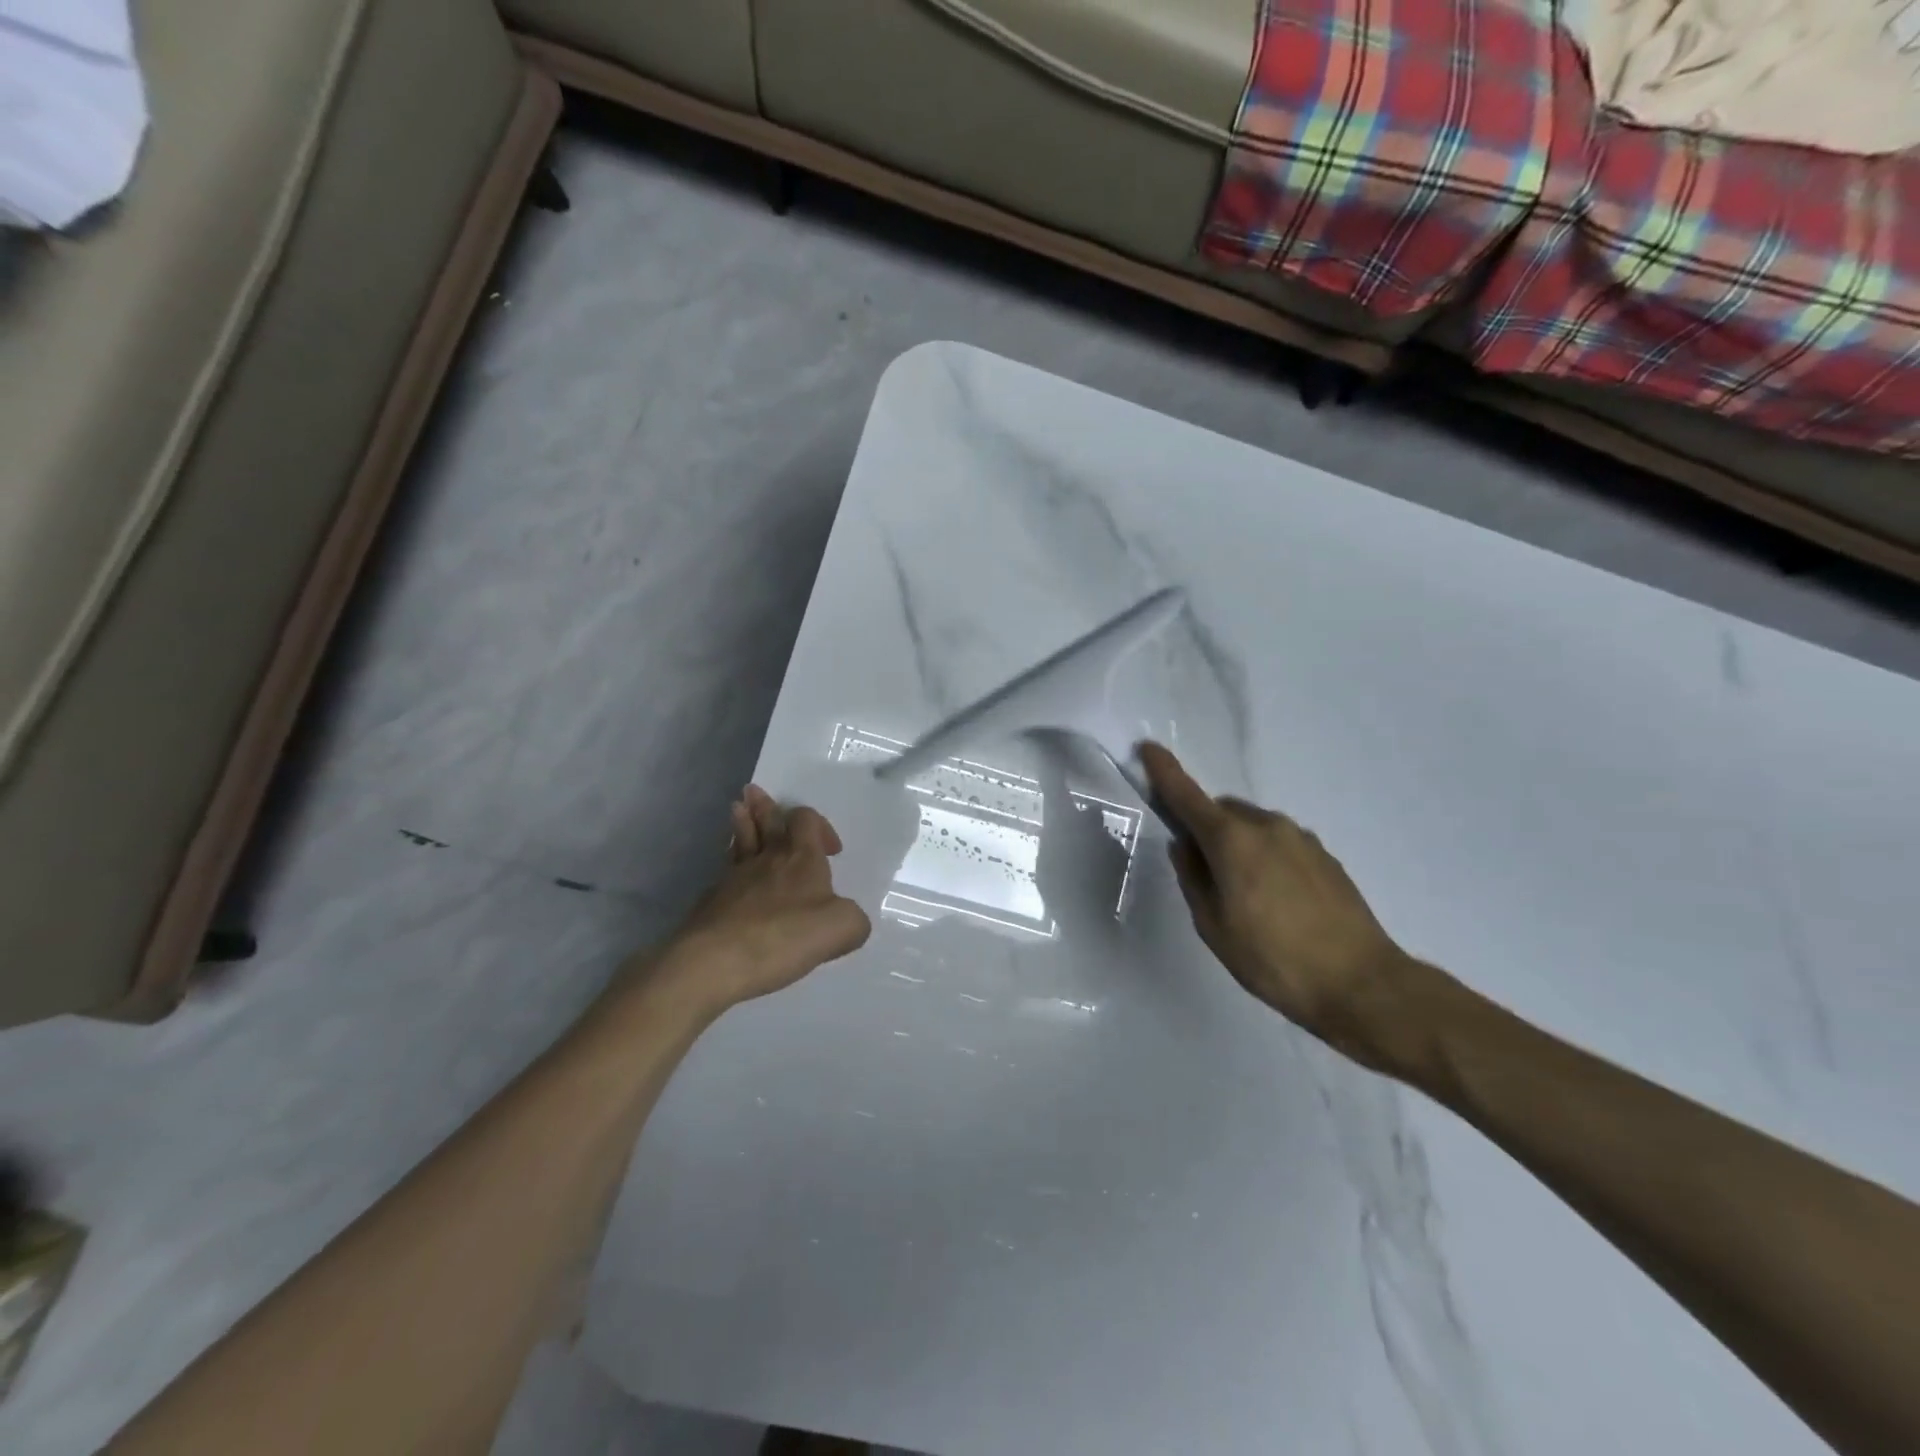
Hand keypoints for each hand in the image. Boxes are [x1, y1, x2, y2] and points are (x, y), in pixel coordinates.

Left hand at [646, 786, 871, 1016]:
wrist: (715, 961)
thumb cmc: (784, 936)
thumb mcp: (842, 928)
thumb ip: (853, 920)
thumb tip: (847, 919)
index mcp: (801, 858)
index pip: (806, 820)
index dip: (820, 826)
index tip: (832, 851)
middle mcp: (767, 859)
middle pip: (767, 822)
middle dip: (766, 807)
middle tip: (755, 792)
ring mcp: (734, 878)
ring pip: (741, 841)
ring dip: (743, 823)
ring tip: (738, 808)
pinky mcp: (712, 902)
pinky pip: (726, 872)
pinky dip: (732, 864)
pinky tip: (731, 872)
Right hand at [1139, 743, 1427, 1073]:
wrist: (1361, 983)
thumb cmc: (1272, 959)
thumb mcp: (1214, 926)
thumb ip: (1194, 879)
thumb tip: (1186, 847)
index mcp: (1232, 840)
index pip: (1188, 796)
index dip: (1165, 772)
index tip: (1148, 749)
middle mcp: (1267, 826)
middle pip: (1222, 812)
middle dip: (1206, 829)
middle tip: (1204, 873)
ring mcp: (1301, 838)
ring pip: (1253, 827)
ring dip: (1238, 845)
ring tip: (1245, 896)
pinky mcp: (1325, 856)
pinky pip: (1280, 843)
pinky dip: (1266, 857)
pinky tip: (1276, 900)